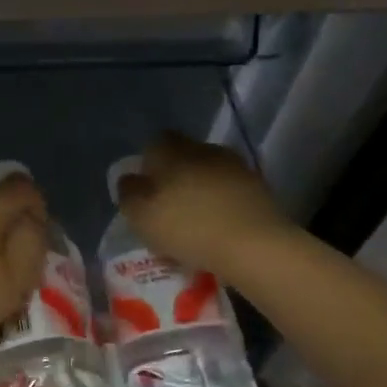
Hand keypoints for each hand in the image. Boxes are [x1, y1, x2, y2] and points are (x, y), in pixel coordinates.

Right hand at [115, 131, 289, 275]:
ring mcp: (236, 168)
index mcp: (173, 153)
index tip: (145, 185)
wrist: (254, 245)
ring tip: (195, 215)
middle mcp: (205, 151)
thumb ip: (128, 193)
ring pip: (210, 170)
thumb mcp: (141, 216)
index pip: (156, 142)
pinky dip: (222, 201)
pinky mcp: (259, 188)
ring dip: (201, 186)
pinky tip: (218, 223)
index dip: (148, 160)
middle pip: (185, 153)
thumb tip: (128, 179)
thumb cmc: (188, 228)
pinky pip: (231, 188)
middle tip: (168, 202)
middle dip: (176, 172)